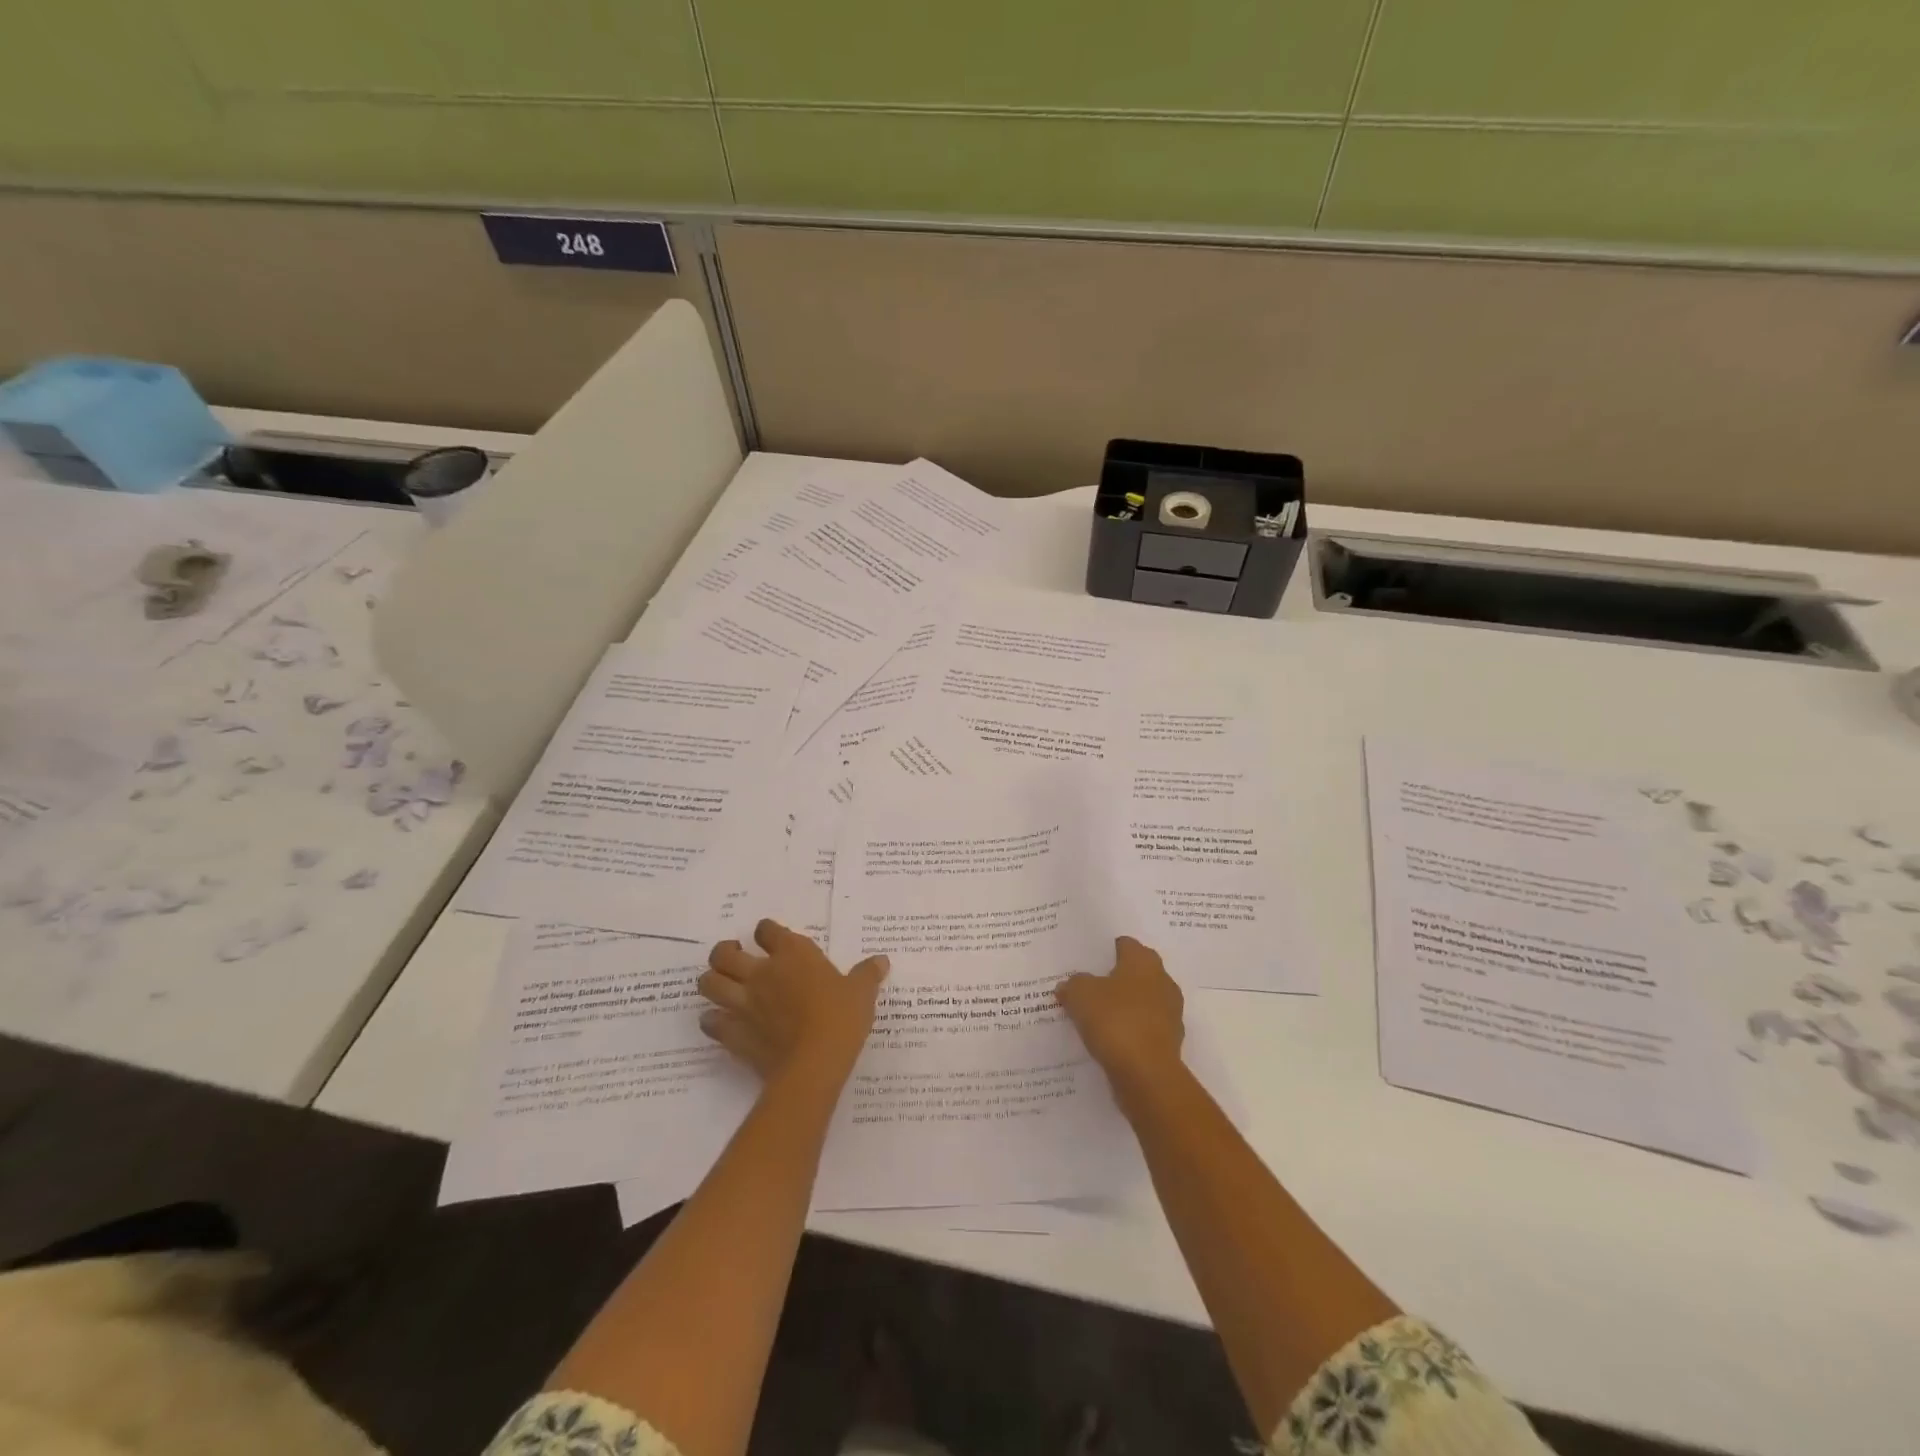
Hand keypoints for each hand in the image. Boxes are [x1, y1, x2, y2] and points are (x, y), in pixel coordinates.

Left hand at [698, 919, 887, 1087]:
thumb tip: (881, 960)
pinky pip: (710, 1021)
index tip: (769, 938)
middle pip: (724, 953)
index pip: (767, 930)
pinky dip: (712, 1020)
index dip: (766, 932)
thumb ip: (867, 974)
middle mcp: (761, 973)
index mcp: (792, 954)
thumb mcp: (861, 992)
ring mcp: (743, 1003)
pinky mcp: (733, 1033)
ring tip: (722, 985)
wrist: (815, 1063)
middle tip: (735, 957)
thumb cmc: (841, 1018)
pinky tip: (721, 1022)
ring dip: (712, 981)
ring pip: (709, 983)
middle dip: (725, 952)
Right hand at [1056, 936, 1184, 1089]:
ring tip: (1092, 1016)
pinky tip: (1106, 1040)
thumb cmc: (1115, 1021)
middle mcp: (1163, 982)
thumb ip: (1073, 984)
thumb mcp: (1080, 994)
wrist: (1146, 1075)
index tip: (1085, 960)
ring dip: (1121, 1008)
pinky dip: (1127, 1032)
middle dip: (1112, 979)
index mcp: (1144, 962)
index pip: (1125, 944)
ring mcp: (1169, 1014)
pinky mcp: (1168, 1042)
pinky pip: (1142, 1029)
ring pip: (1138, 1003)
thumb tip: (1070, 985)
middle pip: (1134, 974)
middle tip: (1085, 986)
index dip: (1104, 950)